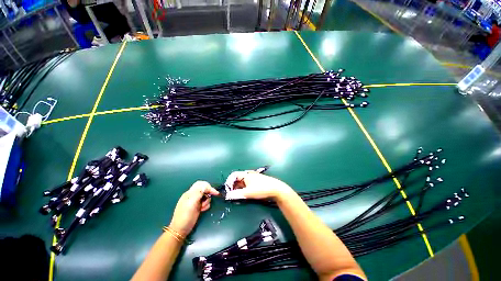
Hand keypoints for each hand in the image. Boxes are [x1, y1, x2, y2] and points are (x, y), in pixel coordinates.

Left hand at [169, 181, 218, 236]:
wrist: (180, 230)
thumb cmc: (185, 216)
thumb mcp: (191, 203)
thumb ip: (198, 193)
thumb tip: (206, 186)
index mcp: (190, 193)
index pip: (201, 184)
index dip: (208, 187)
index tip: (215, 192)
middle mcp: (193, 196)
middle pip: (204, 189)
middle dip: (208, 193)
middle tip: (210, 198)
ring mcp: (195, 202)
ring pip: (205, 196)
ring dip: (207, 201)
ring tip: (203, 207)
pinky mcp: (197, 207)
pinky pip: (205, 202)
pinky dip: (206, 205)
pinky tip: (203, 210)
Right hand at [225, 171, 292, 200]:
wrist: (276, 189)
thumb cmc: (261, 189)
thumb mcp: (248, 193)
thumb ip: (237, 194)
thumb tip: (227, 196)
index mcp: (246, 174)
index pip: (234, 175)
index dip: (229, 182)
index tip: (228, 190)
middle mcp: (249, 174)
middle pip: (238, 178)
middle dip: (233, 186)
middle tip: (232, 194)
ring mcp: (253, 177)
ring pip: (243, 181)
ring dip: (239, 188)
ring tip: (238, 195)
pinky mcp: (257, 181)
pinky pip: (247, 183)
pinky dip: (244, 188)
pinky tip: (245, 193)